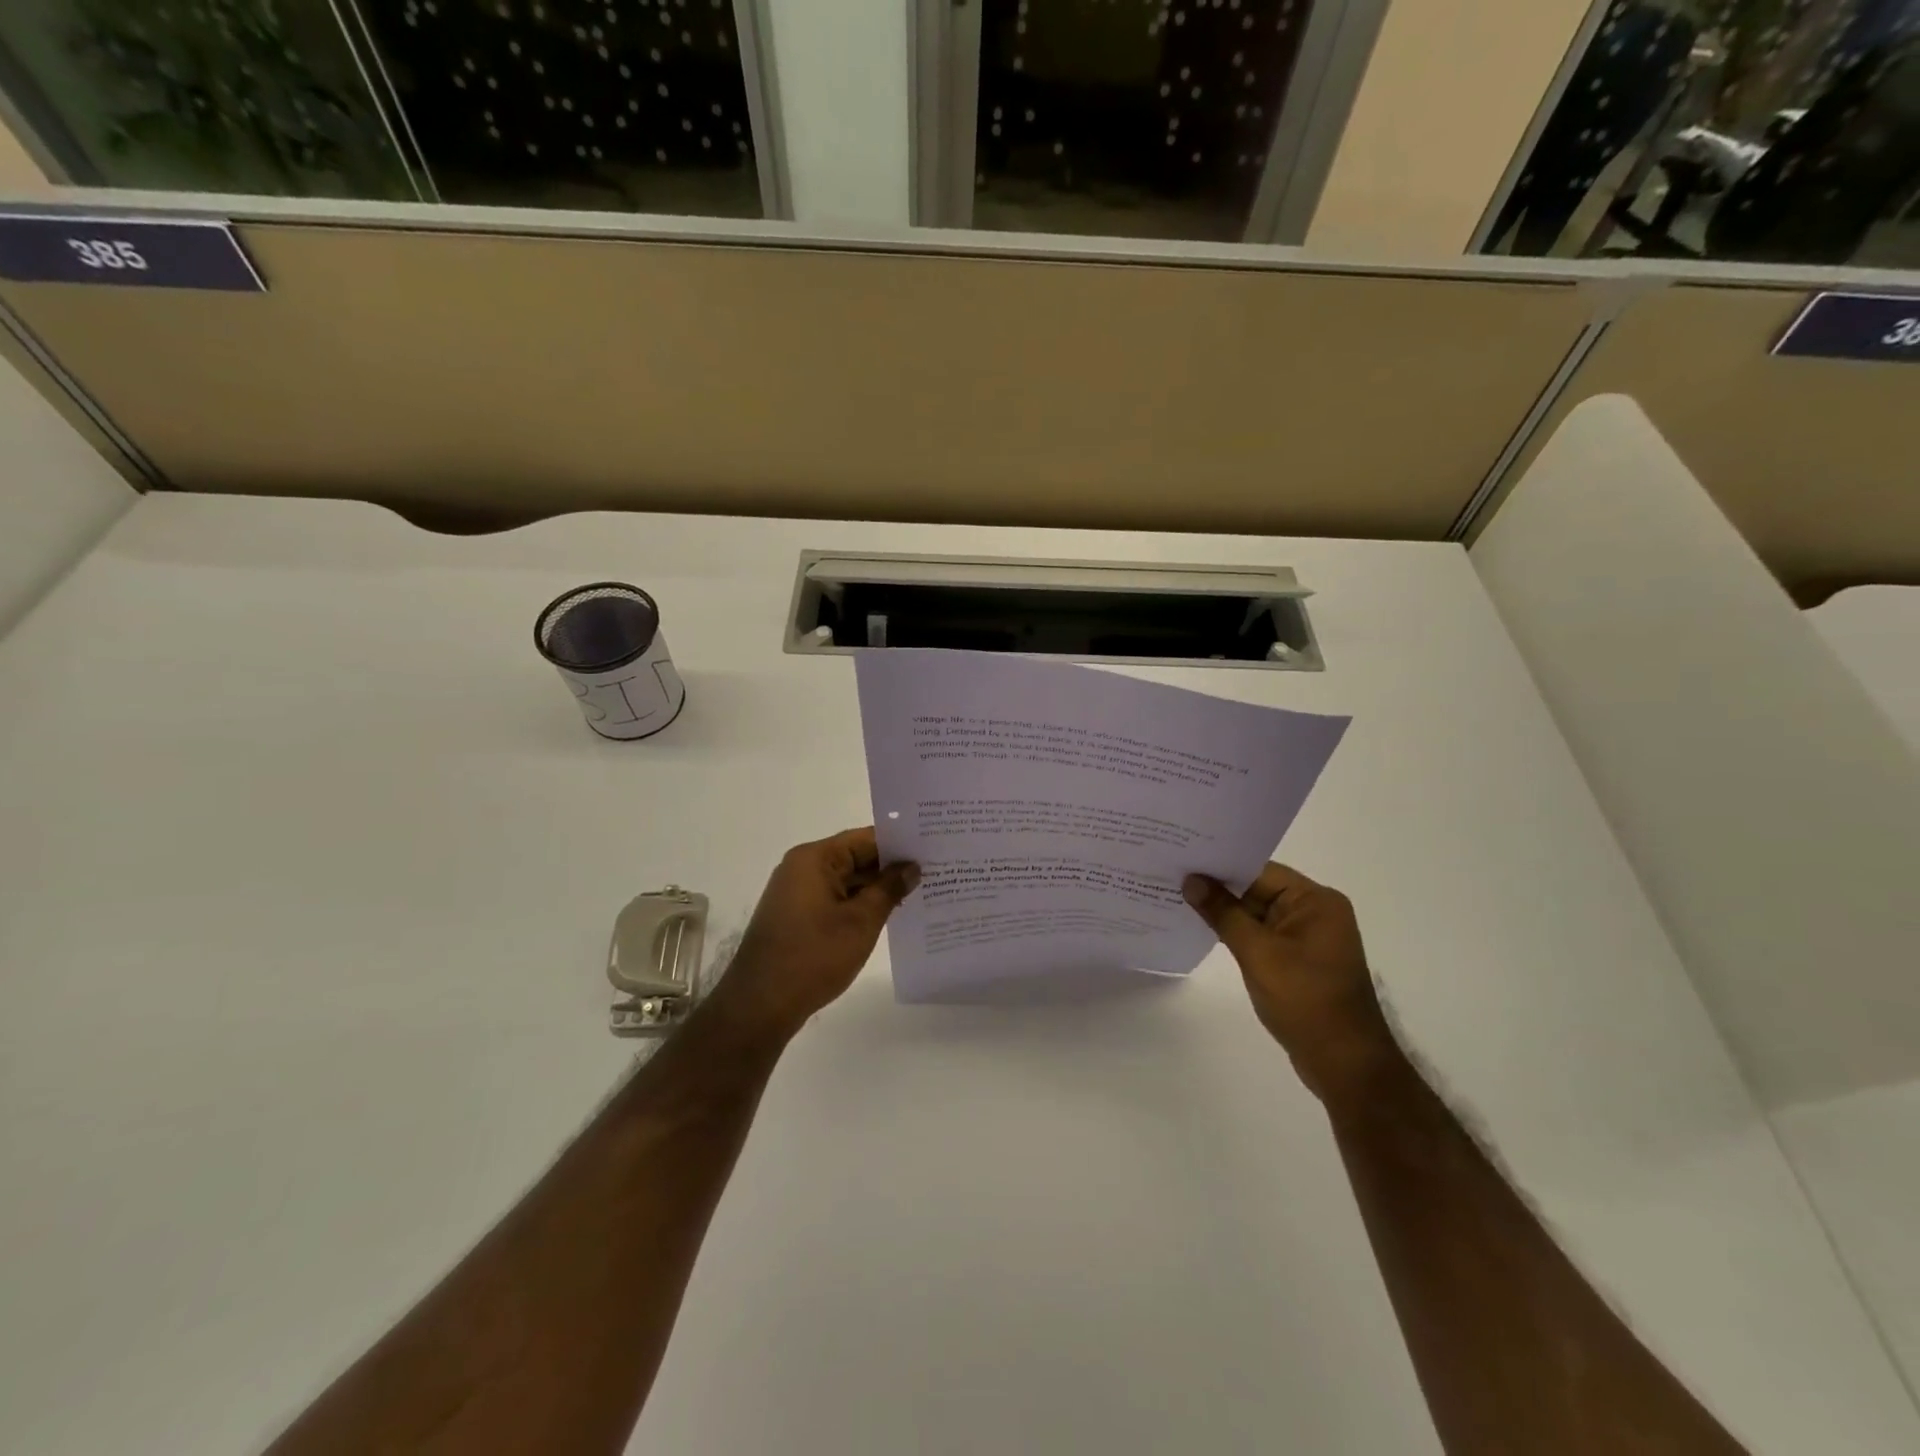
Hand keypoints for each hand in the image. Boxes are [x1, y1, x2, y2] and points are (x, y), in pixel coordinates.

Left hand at [705, 828, 918, 1047]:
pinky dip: (859, 905)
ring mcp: (796, 893)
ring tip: (919, 895)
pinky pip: (835, 900)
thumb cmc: (813, 956)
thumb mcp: (861, 922)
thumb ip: (889, 889)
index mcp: (815, 858)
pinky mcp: (796, 916)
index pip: (865, 839)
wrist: (760, 1005)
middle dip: (891, 868)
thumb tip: (911, 867)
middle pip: (855, 857)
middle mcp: (802, 868)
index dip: (899, 844)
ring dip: (877, 889)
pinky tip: (887, 917)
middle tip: (934, 873)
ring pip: (846, 881)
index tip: (933, 849)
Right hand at [1184, 864, 1398, 1102]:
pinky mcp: (1298, 960)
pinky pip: (1261, 935)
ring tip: (1178, 898)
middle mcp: (1315, 912)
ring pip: (1256, 913)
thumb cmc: (1305, 1000)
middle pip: (1258, 889)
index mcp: (1316, 901)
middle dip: (1218, 887)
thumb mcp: (1258, 953)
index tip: (1182, 858)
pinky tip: (1203, 929)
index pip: (1260, 871)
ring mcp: (1307, 938)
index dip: (1220, 865)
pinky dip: (1236, 932)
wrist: (1345, 1065)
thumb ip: (1223, 914)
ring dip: (1224, 911)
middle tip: (1172, 875)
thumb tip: (1192, 881)